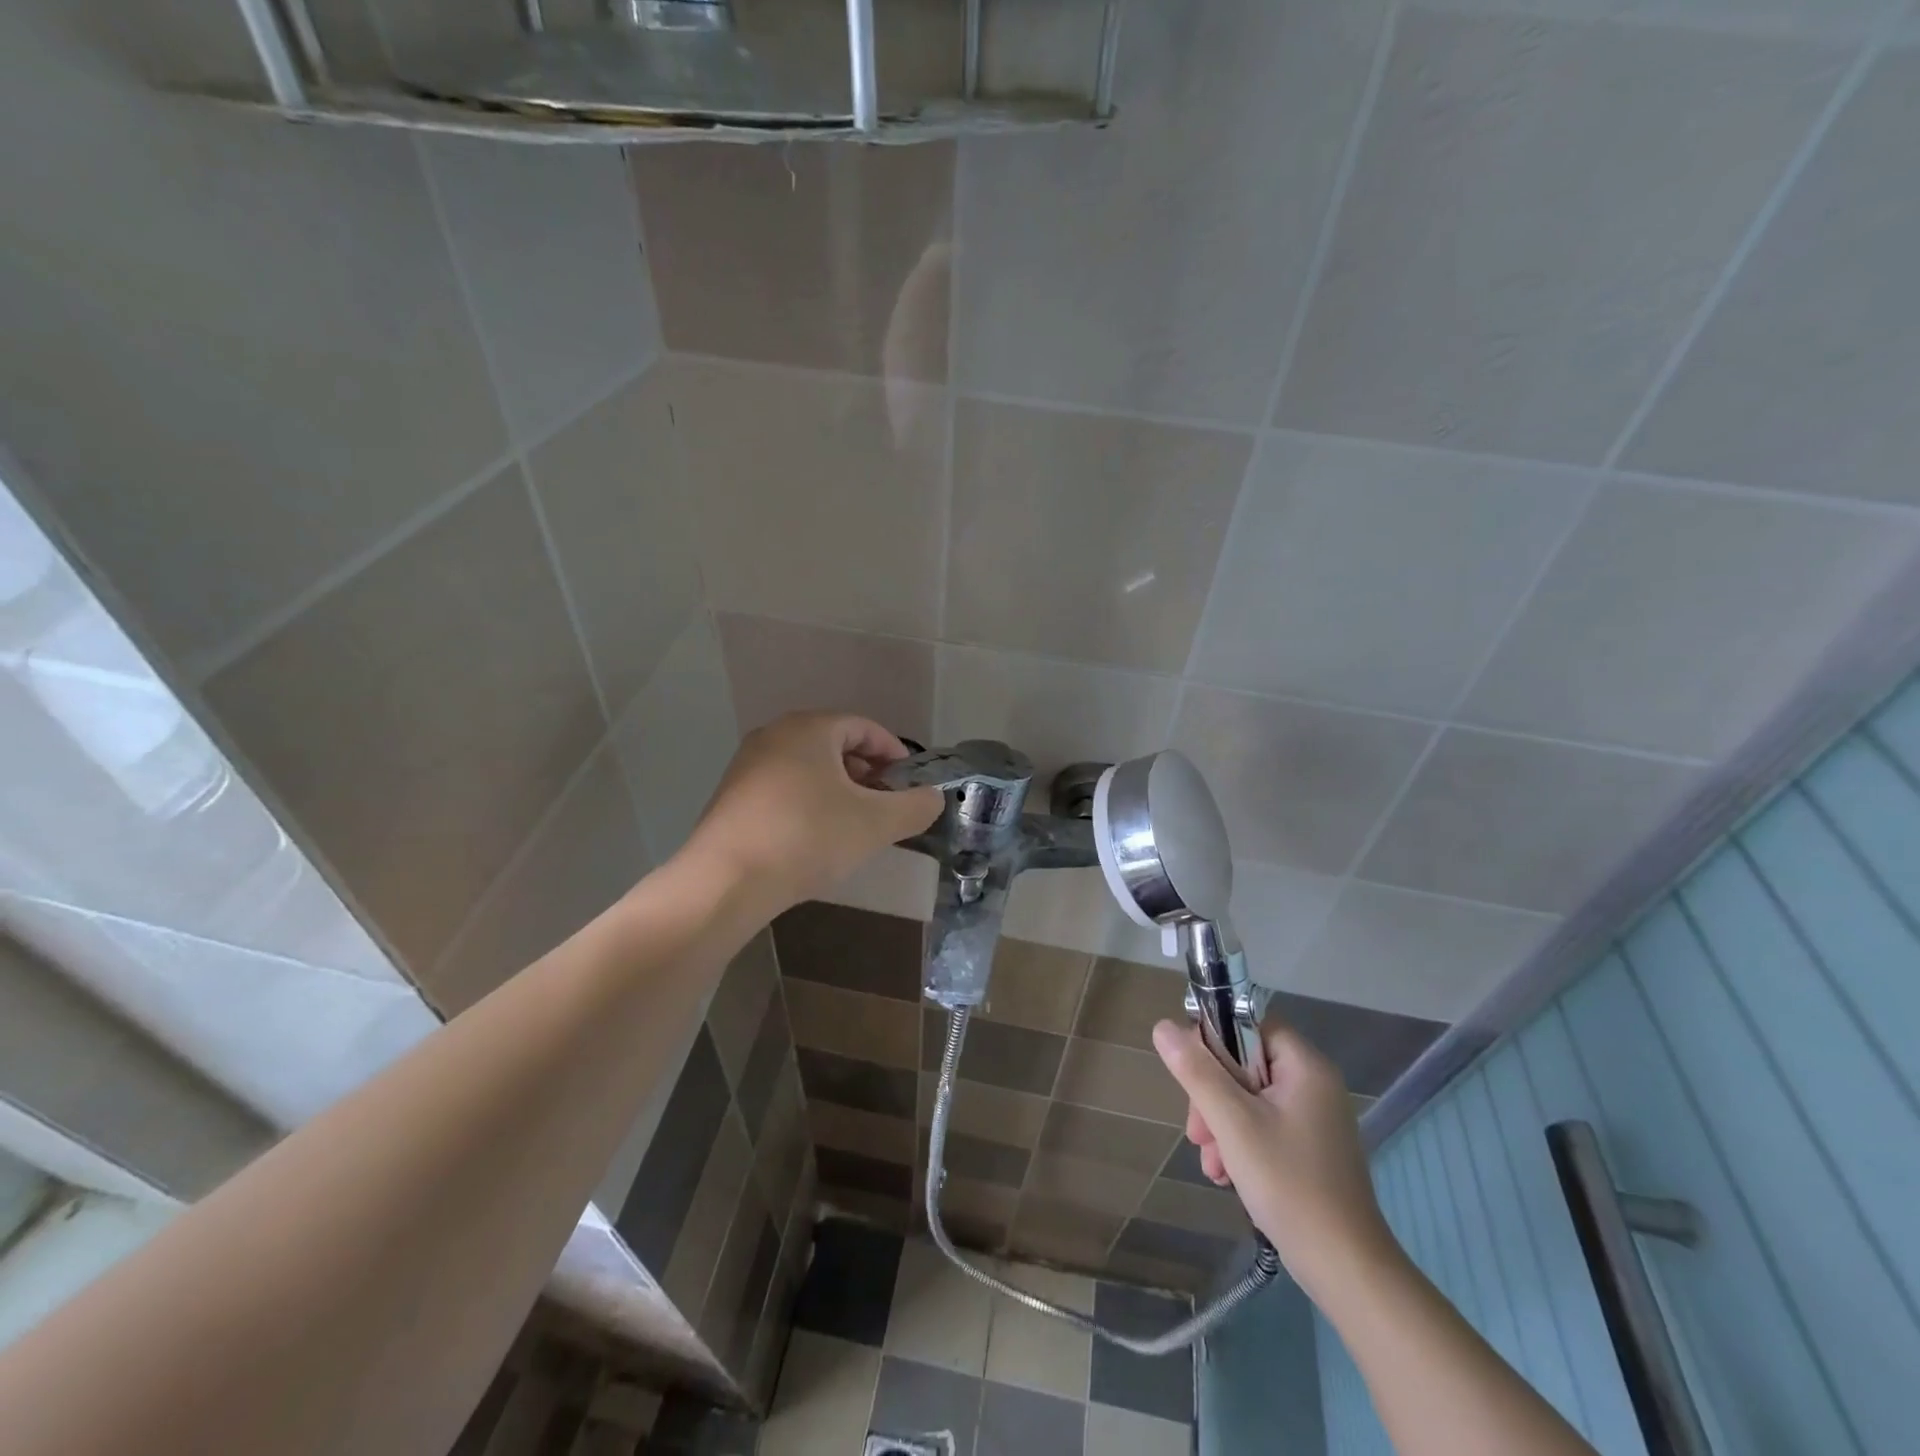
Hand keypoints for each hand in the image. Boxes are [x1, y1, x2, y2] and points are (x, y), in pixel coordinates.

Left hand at [680, 713, 943, 915]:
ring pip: (808, 768)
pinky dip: (808, 803)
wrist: (726, 881)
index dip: (894, 753)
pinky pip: (783, 788)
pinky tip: (815, 838)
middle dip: (867, 773)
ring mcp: (747, 765)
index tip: (909, 784)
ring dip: (838, 790)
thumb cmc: (808, 837)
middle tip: (886, 806)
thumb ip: (915, 807)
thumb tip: (934, 798)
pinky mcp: (731, 797)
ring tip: (854, 825)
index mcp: (810, 728)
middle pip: (834, 745)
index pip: (864, 727)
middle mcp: (775, 735)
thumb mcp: (875, 824)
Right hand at [1152, 1019, 1398, 1297]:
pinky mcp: (1309, 1146)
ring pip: (1247, 1096)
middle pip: (1243, 1062)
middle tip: (1197, 1131)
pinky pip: (1262, 1123)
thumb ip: (1196, 1071)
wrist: (1347, 1270)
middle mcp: (1312, 1082)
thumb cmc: (1290, 1185)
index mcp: (1304, 1065)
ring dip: (1220, 1122)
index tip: (1192, 1074)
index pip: (1248, 1023)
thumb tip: (1163, 1027)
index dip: (1214, 1040)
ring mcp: (1313, 1116)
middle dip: (1212, 1094)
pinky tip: (1226, 1173)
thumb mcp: (1233, 1123)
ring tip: (1211, 1162)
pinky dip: (1239, 1141)